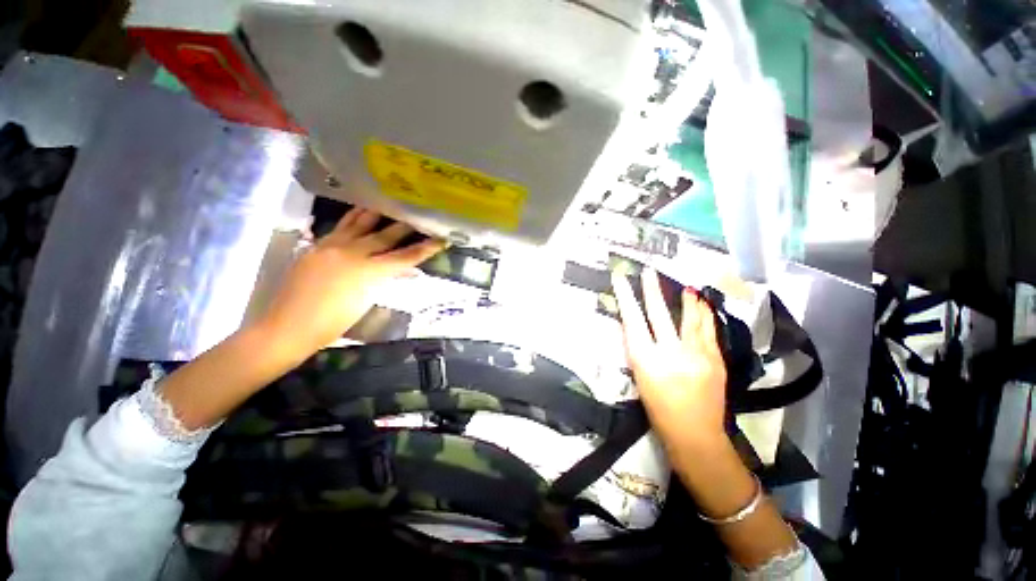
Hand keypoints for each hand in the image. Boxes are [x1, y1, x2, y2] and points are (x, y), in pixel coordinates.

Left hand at [257, 208, 445, 356]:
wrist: (288, 326)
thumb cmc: (333, 323)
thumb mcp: (367, 302)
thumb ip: (387, 280)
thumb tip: (407, 270)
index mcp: (368, 272)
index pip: (405, 257)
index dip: (426, 248)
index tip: (442, 239)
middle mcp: (353, 253)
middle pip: (386, 236)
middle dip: (405, 226)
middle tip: (420, 215)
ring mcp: (332, 246)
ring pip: (360, 223)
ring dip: (378, 213)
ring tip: (390, 202)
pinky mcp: (318, 245)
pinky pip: (340, 226)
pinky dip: (354, 217)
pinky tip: (360, 212)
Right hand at [611, 268, 727, 450]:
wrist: (696, 435)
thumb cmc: (659, 410)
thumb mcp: (640, 378)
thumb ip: (639, 350)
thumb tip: (636, 327)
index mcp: (646, 361)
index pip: (632, 321)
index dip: (625, 298)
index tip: (621, 279)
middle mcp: (670, 353)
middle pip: (658, 314)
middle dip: (651, 290)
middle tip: (648, 271)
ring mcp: (696, 355)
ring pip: (689, 318)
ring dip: (685, 299)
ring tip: (684, 286)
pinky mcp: (715, 359)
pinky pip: (708, 329)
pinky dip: (704, 314)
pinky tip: (703, 304)